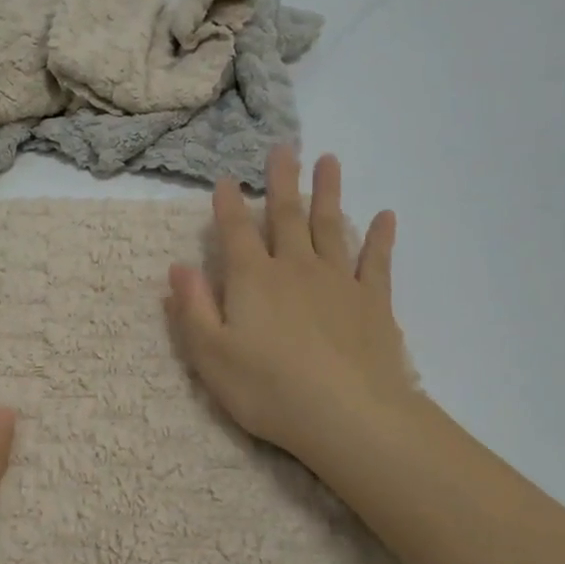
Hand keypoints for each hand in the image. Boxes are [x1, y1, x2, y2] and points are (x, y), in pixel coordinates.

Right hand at [165, 146, 421, 471]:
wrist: (349, 416)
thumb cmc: (269, 389)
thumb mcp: (211, 355)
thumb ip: (192, 309)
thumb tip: (178, 267)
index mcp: (252, 280)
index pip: (236, 232)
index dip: (228, 205)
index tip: (225, 179)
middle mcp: (294, 268)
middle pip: (287, 216)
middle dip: (282, 181)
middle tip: (284, 147)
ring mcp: (337, 281)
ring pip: (330, 226)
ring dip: (329, 192)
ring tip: (329, 161)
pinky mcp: (372, 301)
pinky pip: (376, 261)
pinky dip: (380, 237)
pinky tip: (386, 216)